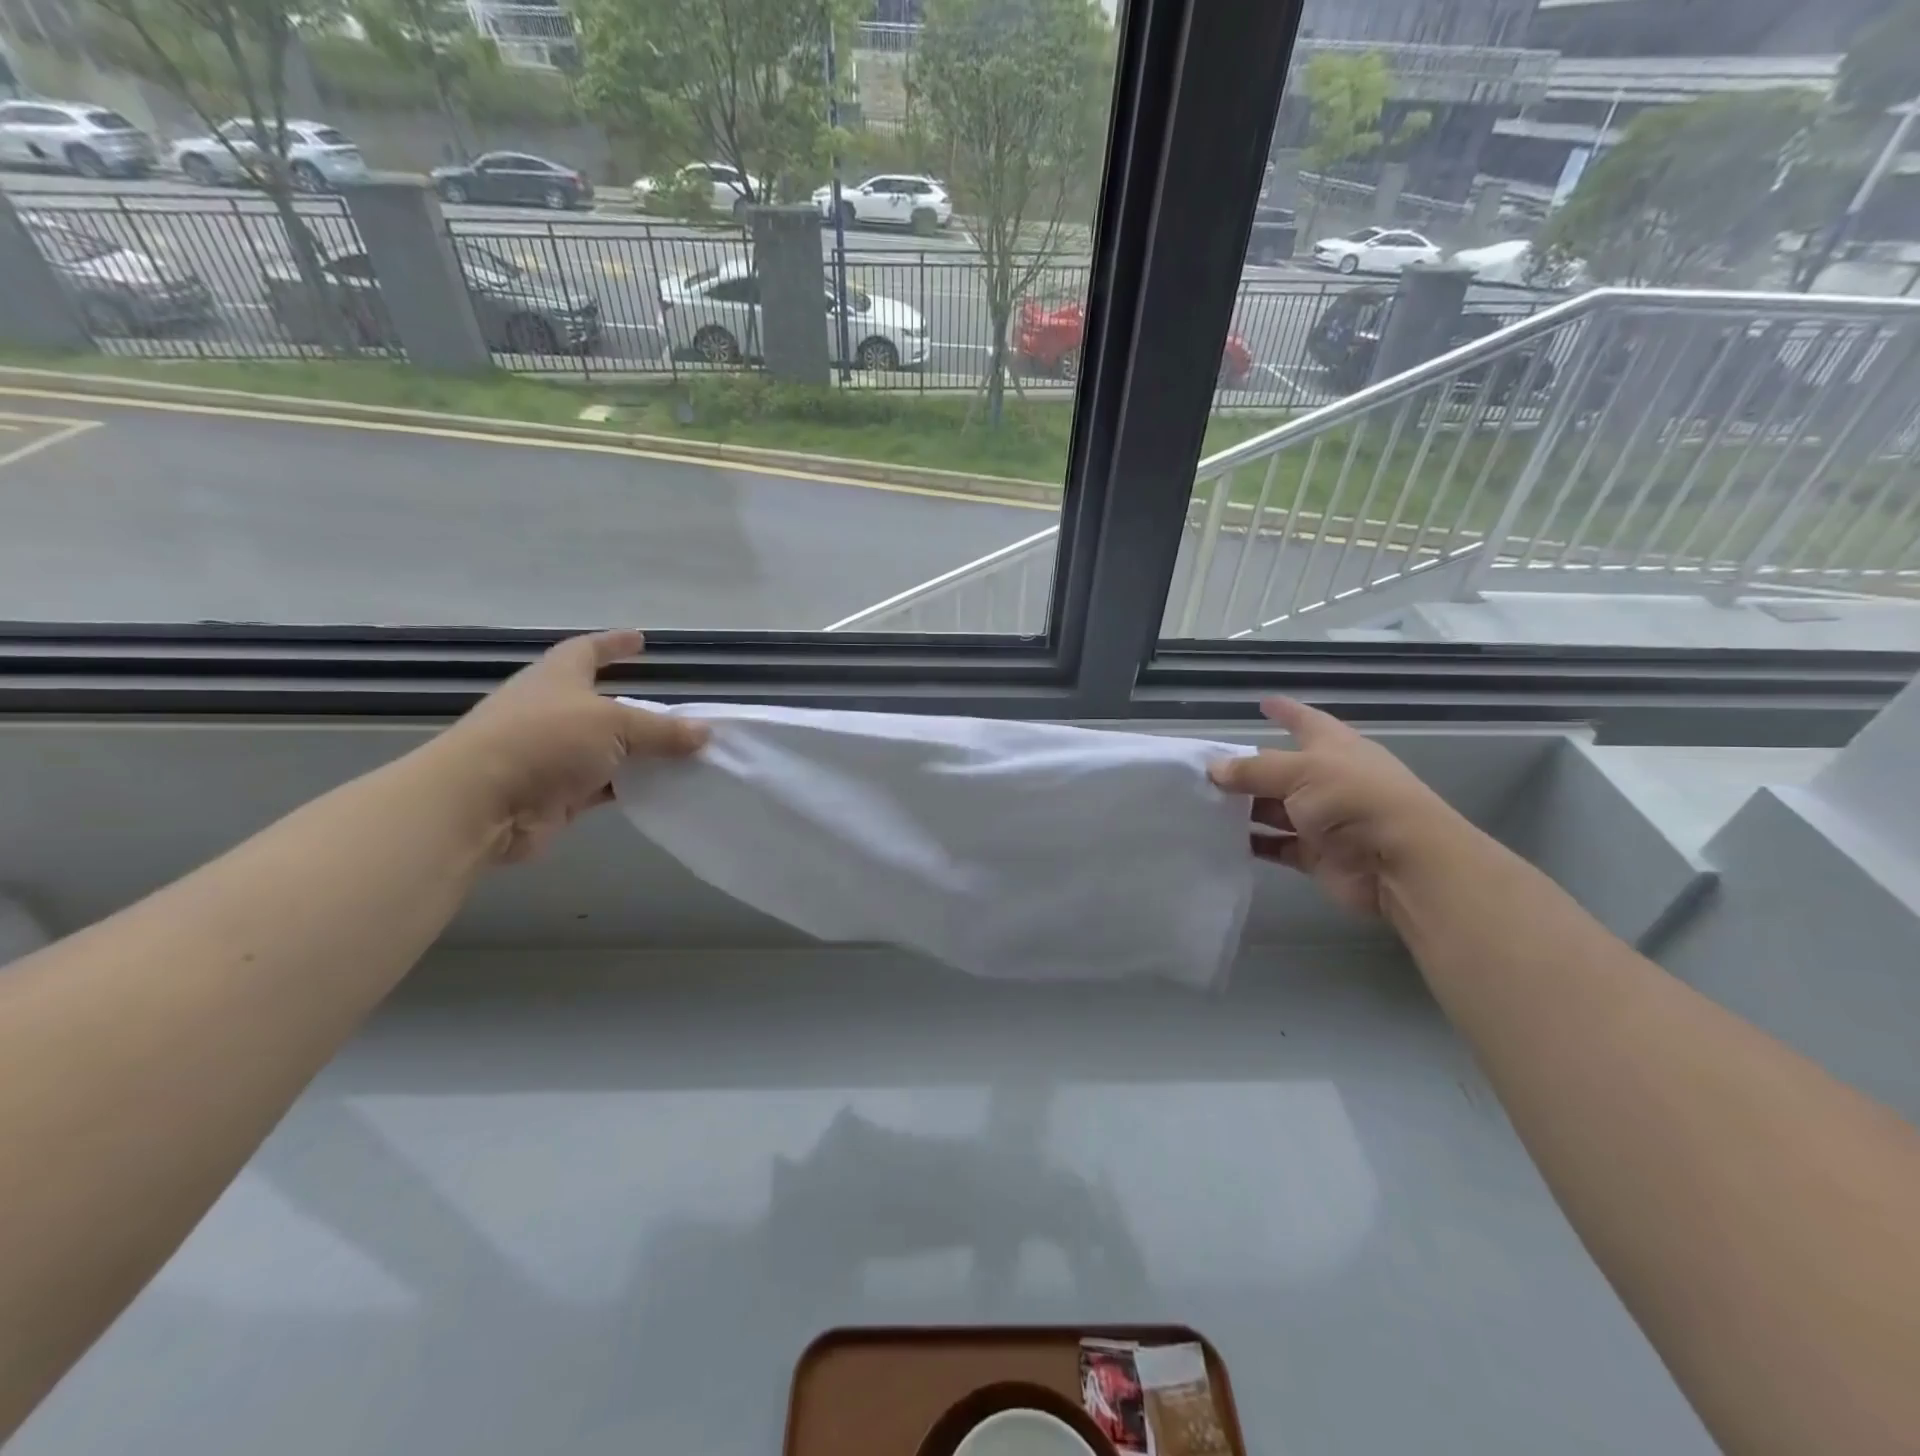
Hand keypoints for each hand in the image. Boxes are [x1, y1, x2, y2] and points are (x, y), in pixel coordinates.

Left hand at [421, 630, 706, 863]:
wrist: (480, 803)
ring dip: (639, 753)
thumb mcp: (614, 725)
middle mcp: (553, 711)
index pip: (588, 650)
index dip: (614, 643)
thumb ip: (662, 730)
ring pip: (607, 749)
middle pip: (602, 703)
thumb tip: (705, 732)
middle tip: (677, 710)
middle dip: (636, 707)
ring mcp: (552, 754)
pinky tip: (663, 789)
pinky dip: (631, 786)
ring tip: (683, 754)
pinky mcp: (556, 794)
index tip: (641, 639)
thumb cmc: (544, 741)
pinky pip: (605, 785)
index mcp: (558, 678)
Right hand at [1208, 698, 1468, 918]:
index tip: (1262, 702)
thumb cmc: (1353, 800)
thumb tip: (1213, 768)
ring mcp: (1322, 819)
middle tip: (1204, 769)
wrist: (1400, 863)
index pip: (1305, 721)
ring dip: (1244, 808)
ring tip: (1203, 804)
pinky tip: (1221, 839)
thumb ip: (1253, 770)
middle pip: (1280, 770)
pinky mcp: (1316, 855)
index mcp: (1333, 748)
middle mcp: (1328, 780)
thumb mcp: (1300, 772)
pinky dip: (1253, 843)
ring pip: (1274, 809)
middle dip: (1247, 769)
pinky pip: (1277, 846)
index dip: (1285, 711)